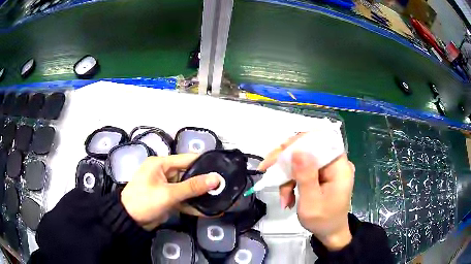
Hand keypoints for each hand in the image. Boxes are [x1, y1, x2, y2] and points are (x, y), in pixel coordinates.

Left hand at [121, 154, 219, 230]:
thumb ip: (192, 187)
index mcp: (161, 164)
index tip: (223, 168)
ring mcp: (166, 187)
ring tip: (220, 198)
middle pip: (189, 174)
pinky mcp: (168, 198)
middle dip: (205, 182)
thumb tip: (216, 179)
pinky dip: (193, 205)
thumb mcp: (168, 194)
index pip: (187, 159)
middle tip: (224, 186)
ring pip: (187, 188)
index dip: (204, 163)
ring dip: (200, 195)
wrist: (130, 221)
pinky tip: (208, 211)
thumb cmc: (144, 201)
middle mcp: (164, 172)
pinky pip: (183, 199)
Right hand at [258, 134, 354, 250]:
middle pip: (307, 149)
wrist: (330, 233)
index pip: (319, 141)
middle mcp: (335, 162)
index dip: (298, 142)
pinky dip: (292, 182)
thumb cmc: (323, 221)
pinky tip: (288, 198)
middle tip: (266, 168)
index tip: (279, 152)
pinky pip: (302, 170)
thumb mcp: (312, 202)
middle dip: (286, 161)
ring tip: (282, 197)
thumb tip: (297, 150)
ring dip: (287, 177)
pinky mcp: (321, 174)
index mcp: (339, 166)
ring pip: (301, 160)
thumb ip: (305, 177)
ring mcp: (328, 168)